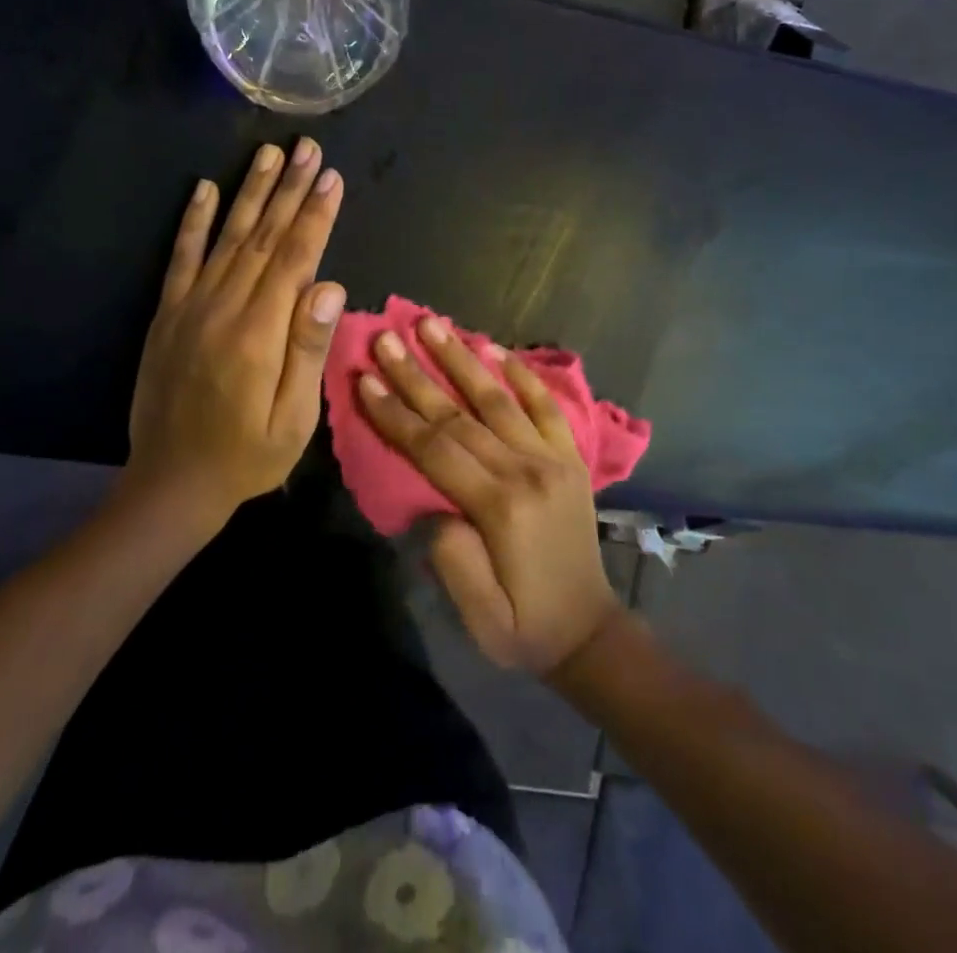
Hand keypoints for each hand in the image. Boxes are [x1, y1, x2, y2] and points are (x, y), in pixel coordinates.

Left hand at [124, 139, 344, 527]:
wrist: (172, 482)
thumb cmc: (247, 456)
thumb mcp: (294, 419)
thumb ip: (309, 351)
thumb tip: (330, 286)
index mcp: (261, 332)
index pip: (296, 258)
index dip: (315, 215)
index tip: (330, 176)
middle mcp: (224, 307)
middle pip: (264, 236)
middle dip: (289, 189)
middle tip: (307, 147)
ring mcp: (191, 307)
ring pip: (228, 237)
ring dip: (249, 192)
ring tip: (268, 154)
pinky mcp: (167, 314)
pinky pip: (181, 258)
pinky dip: (193, 222)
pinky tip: (203, 190)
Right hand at [356, 320, 619, 676]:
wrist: (591, 632)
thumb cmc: (525, 629)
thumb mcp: (481, 619)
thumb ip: (453, 561)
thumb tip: (434, 507)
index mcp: (499, 507)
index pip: (436, 448)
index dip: (396, 413)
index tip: (366, 379)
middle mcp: (527, 470)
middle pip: (460, 414)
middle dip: (417, 374)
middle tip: (386, 338)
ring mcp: (553, 459)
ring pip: (498, 399)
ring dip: (462, 358)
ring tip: (432, 324)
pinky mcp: (570, 458)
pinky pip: (546, 406)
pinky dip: (522, 375)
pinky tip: (495, 348)